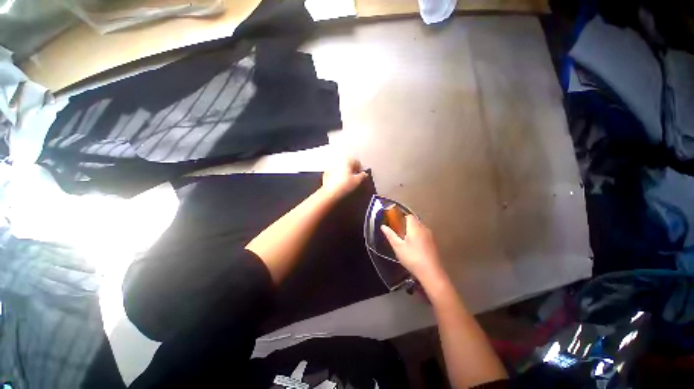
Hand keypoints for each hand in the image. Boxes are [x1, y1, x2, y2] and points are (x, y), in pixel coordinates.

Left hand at [321, 158, 368, 199]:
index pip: (357, 162)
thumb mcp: (357, 181)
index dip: (361, 169)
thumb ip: (363, 176)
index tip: (362, 175)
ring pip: (341, 168)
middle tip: (355, 178)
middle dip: (352, 170)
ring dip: (345, 172)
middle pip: (348, 164)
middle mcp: (338, 162)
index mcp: (347, 161)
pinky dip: (338, 176)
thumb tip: (364, 174)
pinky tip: (340, 183)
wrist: (330, 193)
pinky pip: (335, 173)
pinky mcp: (326, 174)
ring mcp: (331, 167)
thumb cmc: (344, 186)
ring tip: (348, 181)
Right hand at [381, 215, 447, 286]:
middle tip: (399, 234)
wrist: (431, 273)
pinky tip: (414, 248)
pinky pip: (424, 235)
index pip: (409, 216)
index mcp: (415, 227)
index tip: (395, 225)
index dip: (401, 218)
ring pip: (420, 228)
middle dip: (406, 225)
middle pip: (415, 221)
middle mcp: (424, 229)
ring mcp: (431, 236)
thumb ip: (390, 235)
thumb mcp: (398, 247)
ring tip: (405, 241)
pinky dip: (418, 237)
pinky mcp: (434, 244)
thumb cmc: (412, 258)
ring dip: (413, 231)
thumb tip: (383, 226)